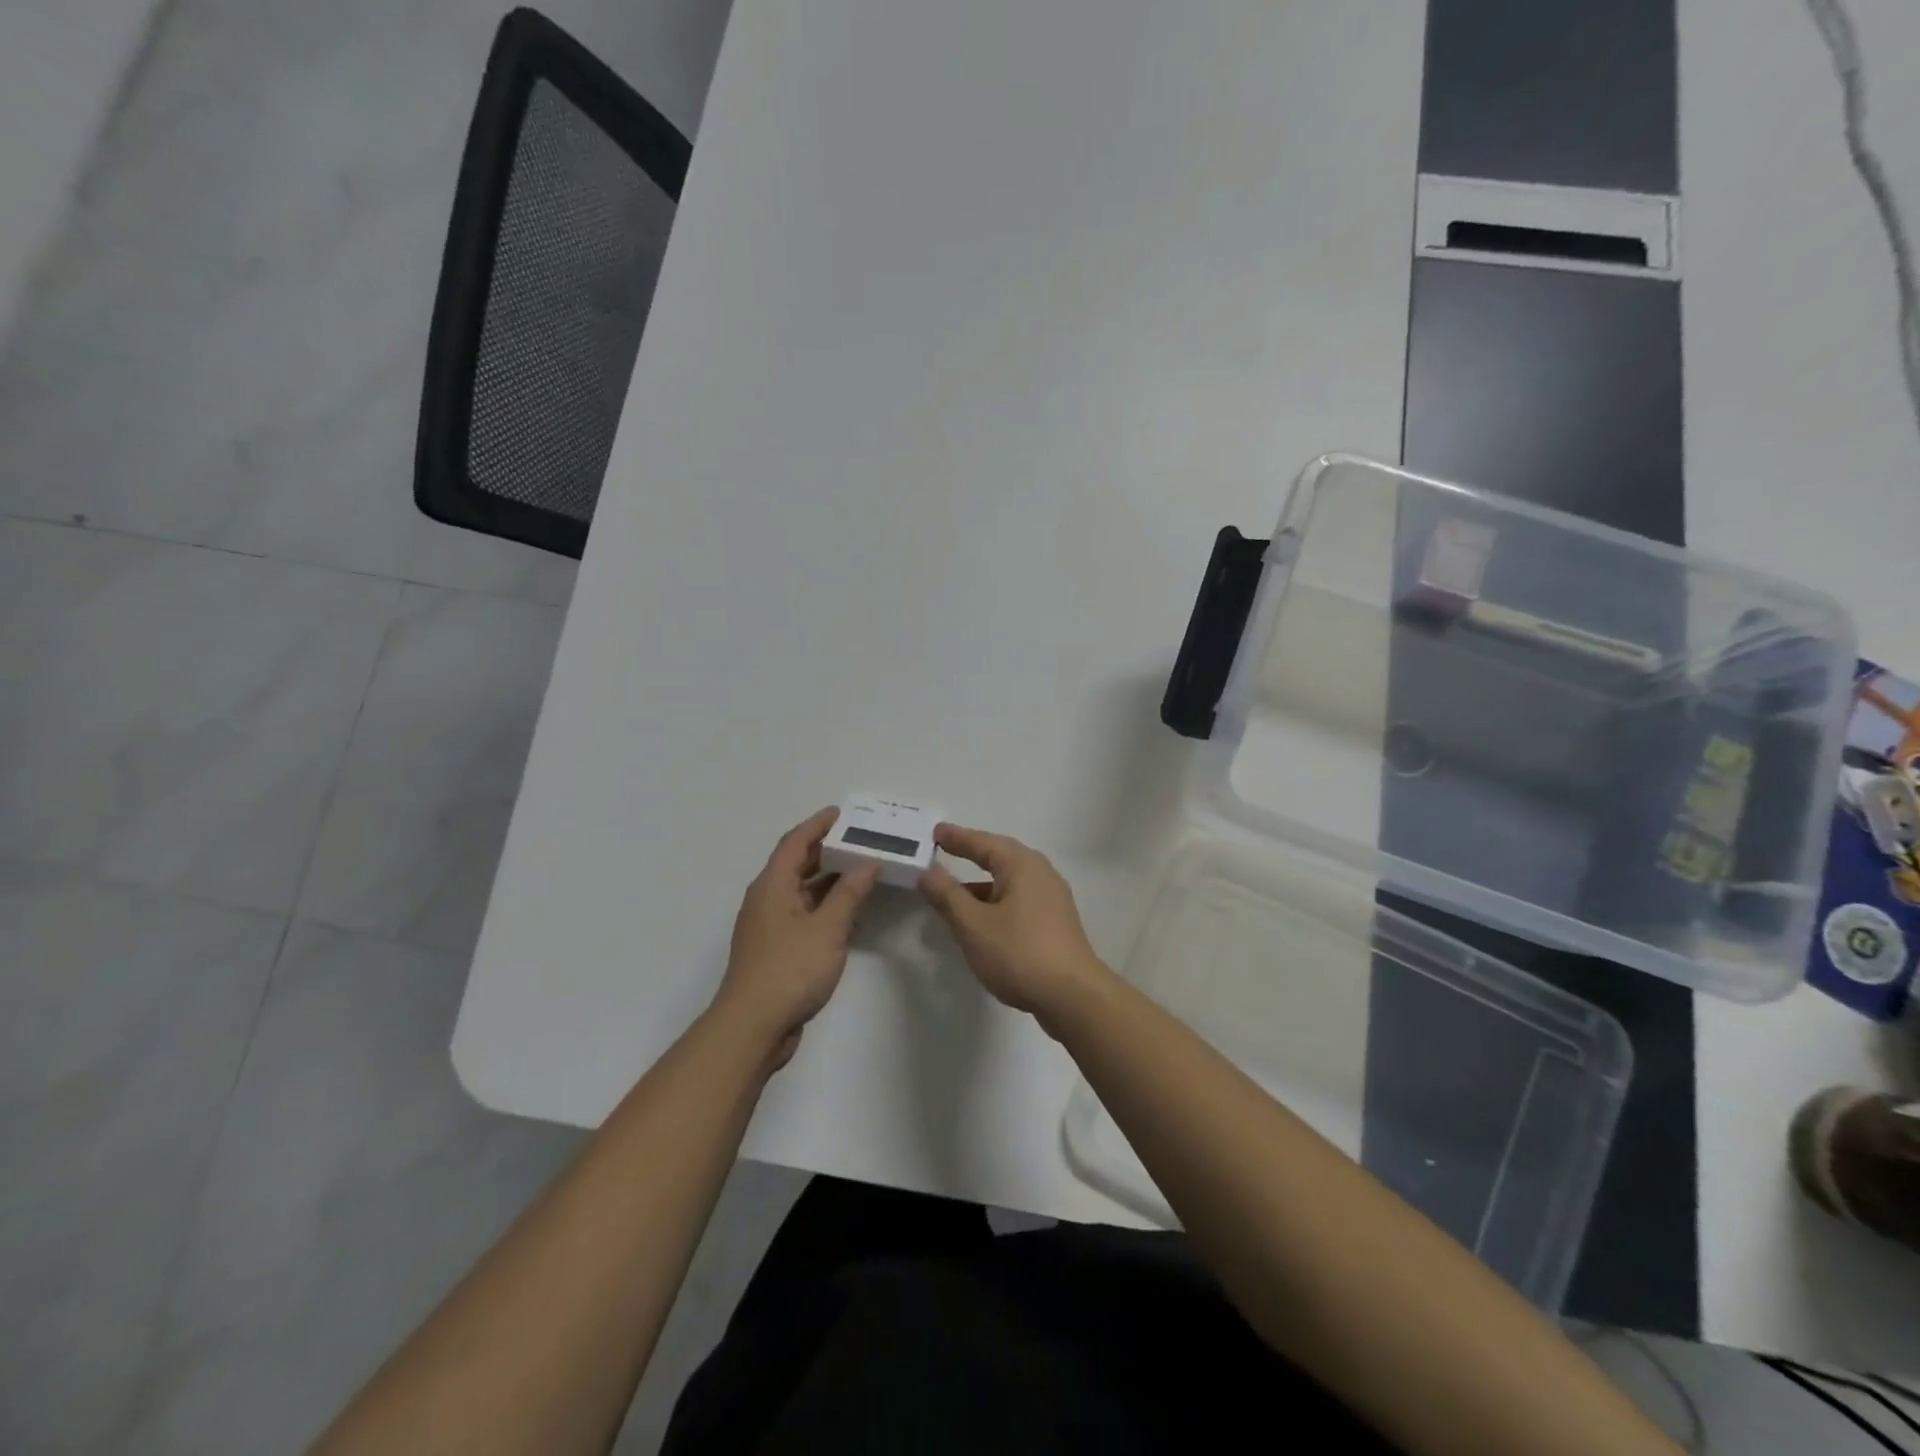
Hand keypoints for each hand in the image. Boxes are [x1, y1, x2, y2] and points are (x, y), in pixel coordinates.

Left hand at [714, 808, 880, 1067]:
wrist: (752, 1028)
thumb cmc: (789, 970)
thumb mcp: (827, 928)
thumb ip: (850, 893)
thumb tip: (868, 863)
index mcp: (772, 885)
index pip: (795, 842)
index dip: (818, 824)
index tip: (842, 813)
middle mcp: (767, 899)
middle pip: (798, 864)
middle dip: (828, 851)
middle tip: (862, 841)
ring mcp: (770, 926)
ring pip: (802, 892)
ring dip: (831, 882)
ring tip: (864, 872)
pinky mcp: (777, 950)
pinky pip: (804, 916)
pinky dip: (827, 909)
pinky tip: (852, 915)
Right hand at [919, 824, 1109, 1026]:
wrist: (1072, 996)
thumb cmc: (1019, 952)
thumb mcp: (973, 924)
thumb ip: (947, 895)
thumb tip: (928, 871)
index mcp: (1022, 865)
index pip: (983, 843)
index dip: (957, 838)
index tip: (936, 832)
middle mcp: (1041, 874)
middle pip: (1000, 858)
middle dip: (972, 855)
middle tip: (944, 851)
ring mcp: (1051, 900)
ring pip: (1009, 883)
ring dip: (981, 885)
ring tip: (953, 893)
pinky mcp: (1054, 924)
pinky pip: (1018, 901)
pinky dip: (995, 903)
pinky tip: (980, 922)